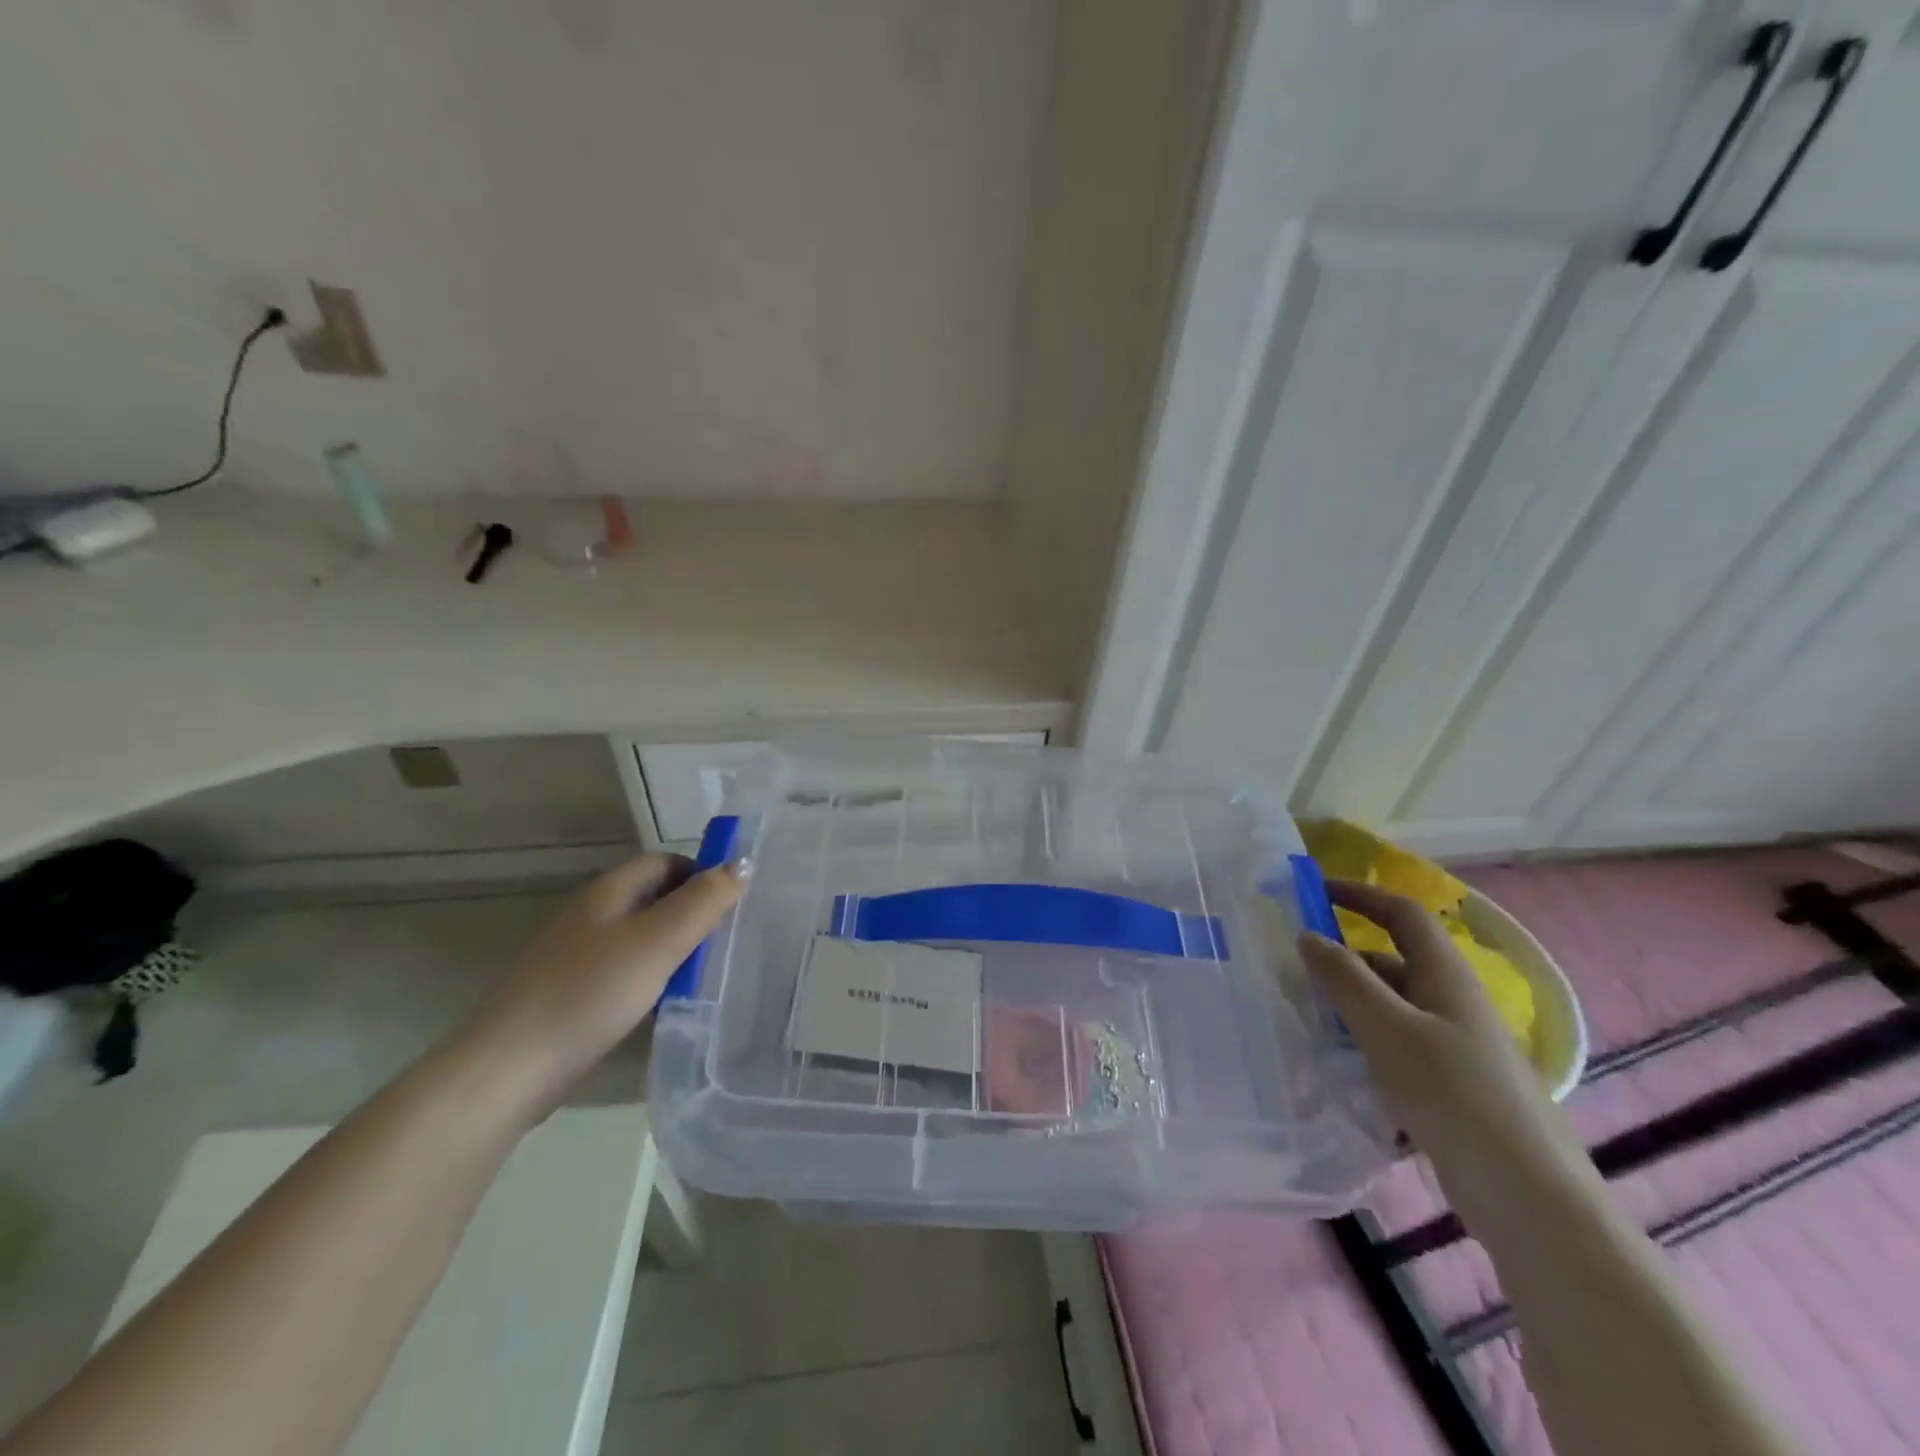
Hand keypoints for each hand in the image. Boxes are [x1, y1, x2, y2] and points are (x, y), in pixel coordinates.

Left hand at [459, 854, 744, 1115]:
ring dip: (674, 947)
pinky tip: (663, 1001)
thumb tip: (743, 863)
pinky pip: (624, 967)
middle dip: (692, 912)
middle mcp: (592, 912)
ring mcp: (577, 952)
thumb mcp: (659, 942)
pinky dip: (650, 975)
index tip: (733, 904)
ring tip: (704, 973)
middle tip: (726, 940)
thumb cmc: (591, 992)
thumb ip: (704, 902)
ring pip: (640, 935)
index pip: (666, 862)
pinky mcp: (571, 989)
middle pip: (654, 897)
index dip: (702, 874)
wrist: (511, 1067)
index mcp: (610, 891)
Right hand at [1298, 880, 1591, 1222]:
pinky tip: (1339, 1069)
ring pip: (1393, 1008)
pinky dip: (1366, 1045)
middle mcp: (1454, 1004)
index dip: (1360, 896)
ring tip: (1306, 1021)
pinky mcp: (1453, 1087)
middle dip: (1344, 961)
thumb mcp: (1388, 1029)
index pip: (1403, 915)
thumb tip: (1307, 935)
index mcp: (1447, 977)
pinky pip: (1399, 1047)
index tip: (1313, 893)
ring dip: (1351, 1006)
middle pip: (1393, 962)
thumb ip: (1344, 979)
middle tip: (1294, 972)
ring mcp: (1457, 1048)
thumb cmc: (1454, 1096)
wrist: (1529, 1199)